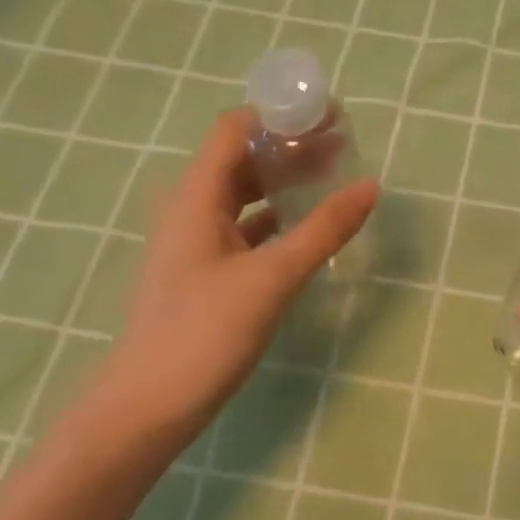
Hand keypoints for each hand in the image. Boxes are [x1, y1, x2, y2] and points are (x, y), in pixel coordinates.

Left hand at [84, 108, 376, 447]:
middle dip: (291, 146)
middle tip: (344, 145)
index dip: (279, 114)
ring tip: (334, 177)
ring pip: (245, 194)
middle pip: (242, 158)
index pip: (235, 129)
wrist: (148, 405)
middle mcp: (191, 209)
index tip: (328, 115)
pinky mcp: (206, 271)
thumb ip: (323, 229)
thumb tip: (370, 185)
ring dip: (286, 181)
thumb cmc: (205, 332)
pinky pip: (246, 227)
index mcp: (195, 196)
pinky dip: (277, 217)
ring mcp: (196, 242)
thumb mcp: (272, 277)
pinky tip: (308, 227)